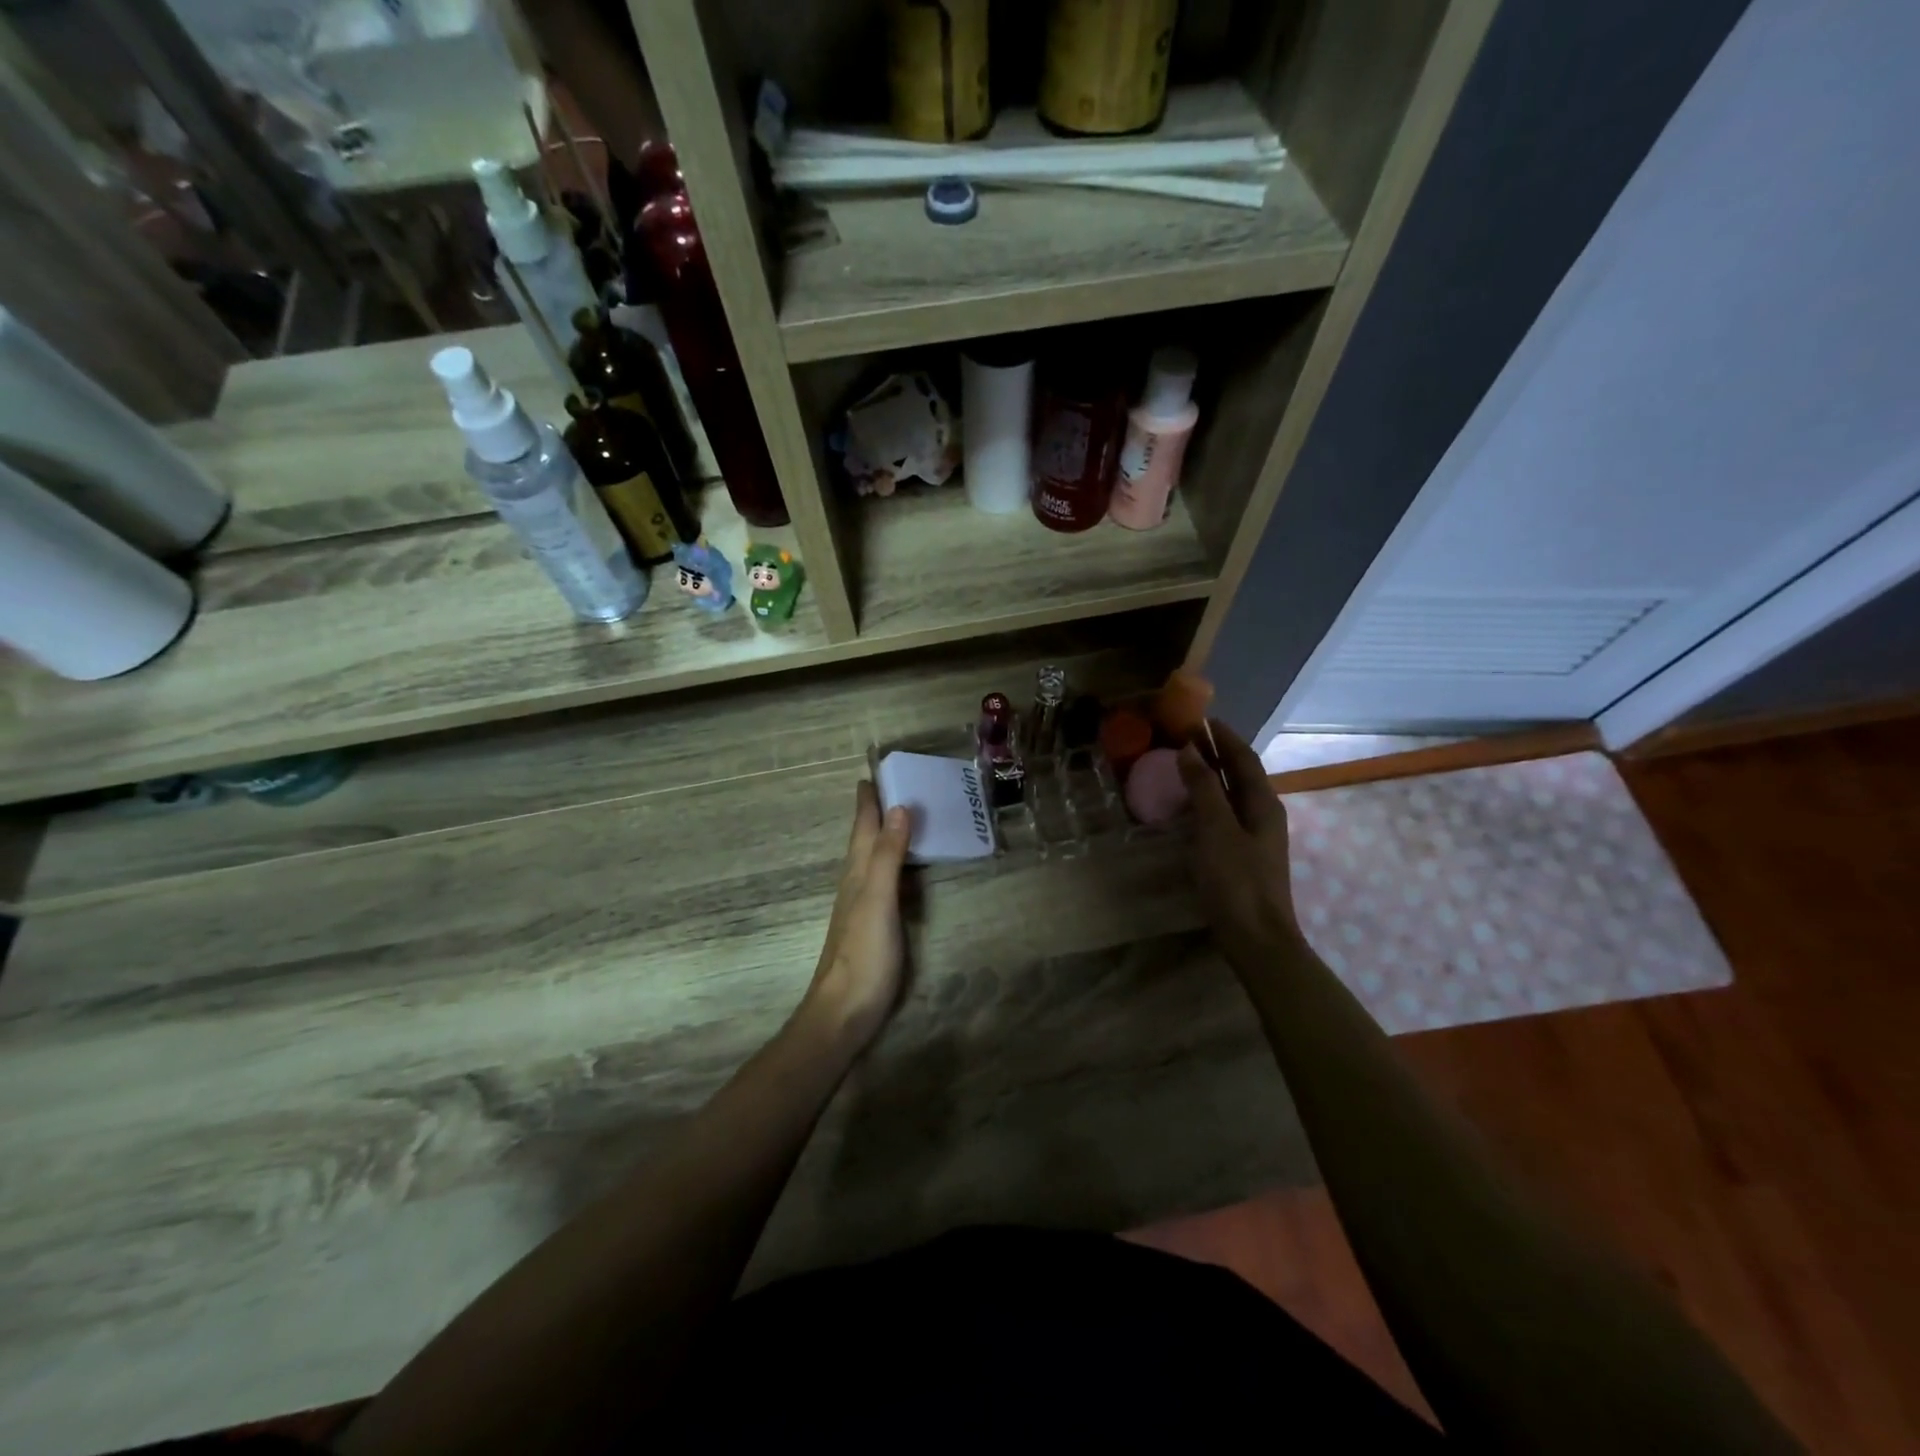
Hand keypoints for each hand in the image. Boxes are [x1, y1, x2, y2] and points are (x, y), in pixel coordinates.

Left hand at [803, 780, 911, 1050]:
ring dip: (885, 835)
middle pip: (865, 838)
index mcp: (856, 872)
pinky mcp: (873, 926)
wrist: (843, 1013)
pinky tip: (905, 870)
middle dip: (877, 811)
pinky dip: (895, 864)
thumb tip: (899, 808)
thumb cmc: (862, 955)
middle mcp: (856, 883)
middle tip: (897, 785)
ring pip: (872, 859)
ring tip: (904, 817)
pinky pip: (885, 881)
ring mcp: (862, 906)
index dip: (868, 799)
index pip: (862, 825)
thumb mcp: (878, 901)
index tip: (876, 770)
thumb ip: (887, 856)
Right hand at [1177, 721, 1302, 968]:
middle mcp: (1264, 814)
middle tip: (1183, 737)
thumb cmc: (1236, 881)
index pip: (1243, 757)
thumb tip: (1190, 750)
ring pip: (1233, 794)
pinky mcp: (1243, 855)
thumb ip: (1203, 788)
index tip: (1198, 718)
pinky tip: (1189, 806)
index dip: (1223, 736)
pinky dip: (1208, 799)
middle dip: (1216, 752)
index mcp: (1263, 803)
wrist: (1256, 938)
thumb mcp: (1216, 829)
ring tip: (1182, 764)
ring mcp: (1255, 836)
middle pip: (1241, 773)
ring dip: (1211, 775)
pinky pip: (1225, 814)